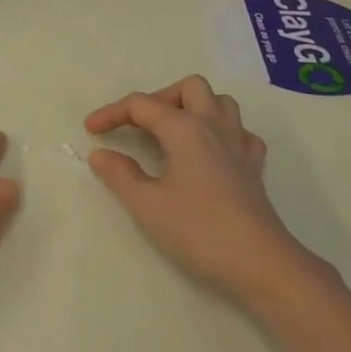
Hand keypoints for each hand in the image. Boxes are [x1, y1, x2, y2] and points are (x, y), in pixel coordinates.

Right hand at [85, 76, 323, 306]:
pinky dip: (220, 133)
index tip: (90, 131)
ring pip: (220, 103)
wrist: (260, 263)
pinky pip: (239, 132)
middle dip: (159, 99)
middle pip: (188, 88)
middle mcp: (214, 126)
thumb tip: (100, 154)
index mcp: (184, 129)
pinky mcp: (254, 167)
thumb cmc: (199, 230)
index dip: (112, 113)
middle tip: (138, 126)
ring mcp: (239, 145)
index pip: (141, 105)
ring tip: (171, 133)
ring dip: (193, 108)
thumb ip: (120, 174)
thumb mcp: (147, 204)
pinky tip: (208, 154)